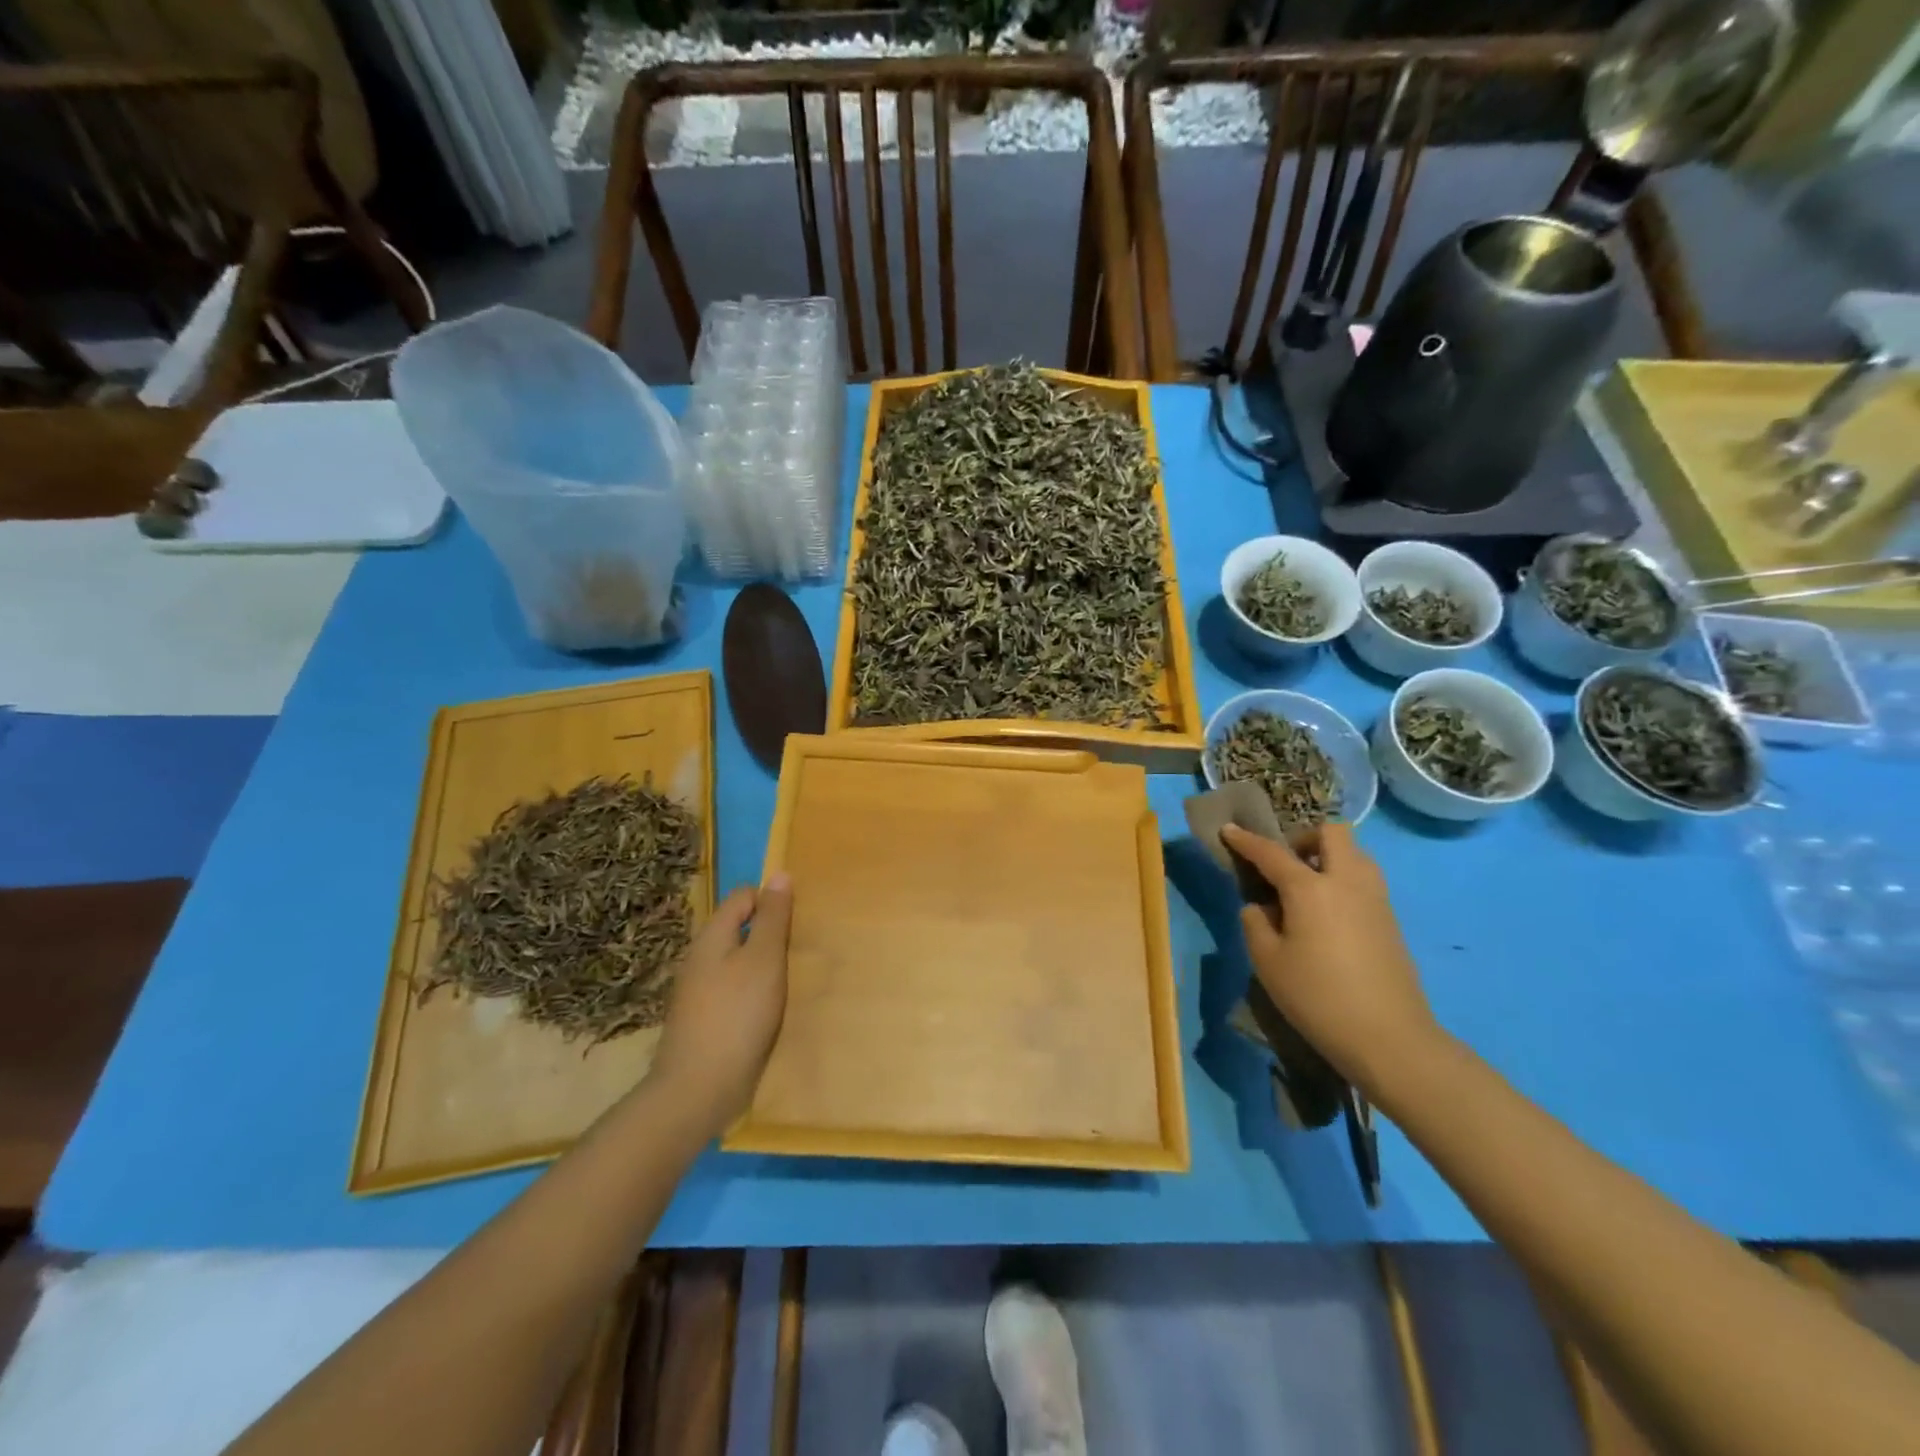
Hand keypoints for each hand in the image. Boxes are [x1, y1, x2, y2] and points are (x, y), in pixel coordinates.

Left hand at [648, 874, 792, 1133]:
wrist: (698, 1090)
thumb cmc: (737, 1016)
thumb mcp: (765, 960)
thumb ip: (774, 918)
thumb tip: (780, 873)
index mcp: (711, 937)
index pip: (743, 897)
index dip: (771, 900)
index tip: (799, 921)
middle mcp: (700, 959)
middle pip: (740, 929)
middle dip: (770, 934)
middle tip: (802, 950)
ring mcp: (698, 992)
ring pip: (737, 962)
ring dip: (764, 965)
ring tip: (793, 979)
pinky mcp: (704, 1021)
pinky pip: (734, 991)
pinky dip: (754, 992)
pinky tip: (770, 1009)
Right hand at [1221, 823, 1438, 1090]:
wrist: (1390, 1038)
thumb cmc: (1318, 997)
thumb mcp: (1267, 962)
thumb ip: (1255, 924)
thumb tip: (1261, 907)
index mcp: (1310, 888)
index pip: (1272, 852)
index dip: (1246, 840)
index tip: (1229, 830)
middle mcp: (1346, 882)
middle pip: (1332, 833)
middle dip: (1304, 837)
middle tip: (1284, 863)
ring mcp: (1375, 899)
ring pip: (1355, 854)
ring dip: (1329, 857)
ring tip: (1306, 888)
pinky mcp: (1391, 921)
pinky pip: (1364, 881)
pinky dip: (1343, 881)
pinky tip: (1327, 915)